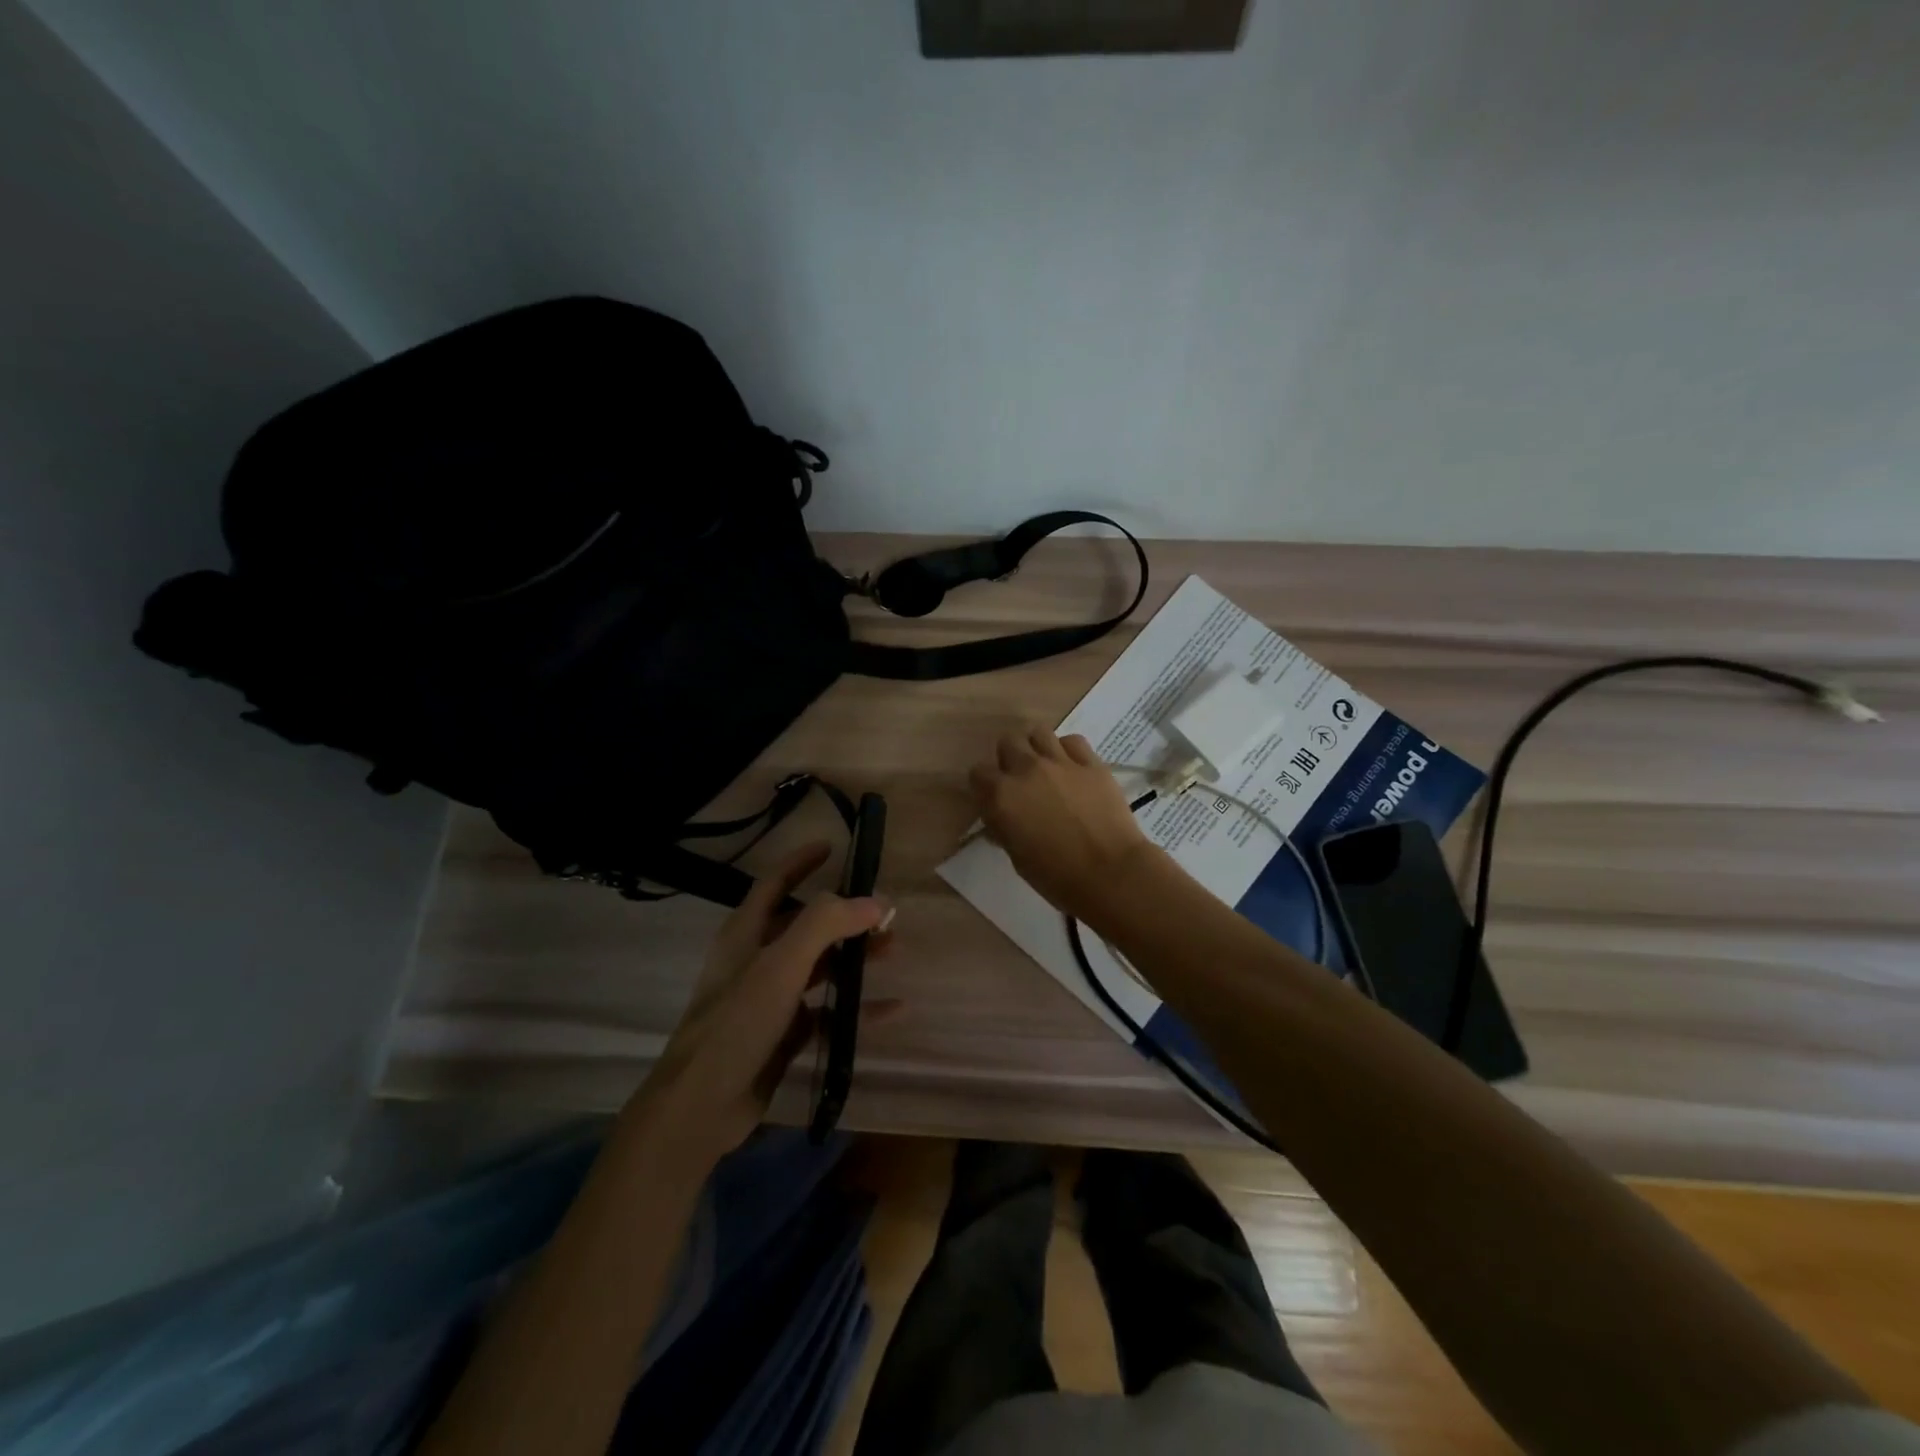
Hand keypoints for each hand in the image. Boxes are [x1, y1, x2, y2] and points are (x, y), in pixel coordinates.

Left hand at [633, 842, 889, 1169]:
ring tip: (892, 950)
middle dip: (844, 916)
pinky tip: (892, 1009)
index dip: (801, 862)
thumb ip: (825, 925)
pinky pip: (827, 1012)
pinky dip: (856, 1008)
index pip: (775, 883)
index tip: (832, 847)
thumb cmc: (736, 1024)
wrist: (700, 1107)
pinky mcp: (783, 1034)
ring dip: (854, 957)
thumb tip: (875, 900)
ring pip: (819, 967)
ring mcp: (770, 999)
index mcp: (746, 933)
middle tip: (883, 913)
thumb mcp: (780, 965)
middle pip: (805, 925)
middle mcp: (757, 960)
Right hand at [969, 726, 1161, 921]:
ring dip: (1036, 747)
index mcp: (1001, 796)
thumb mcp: (1016, 857)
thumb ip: (1004, 827)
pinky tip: (1072, 768)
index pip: (978, 773)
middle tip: (1021, 780)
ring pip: (1038, 732)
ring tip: (1046, 767)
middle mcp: (1026, 770)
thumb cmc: (1056, 877)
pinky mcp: (1091, 763)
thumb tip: (1002, 817)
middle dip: (1010, 758)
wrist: (1110, 874)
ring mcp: (1061, 762)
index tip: (995, 799)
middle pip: (1008, 742)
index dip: (985, 786)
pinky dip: (1068, 750)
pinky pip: (1073, 741)